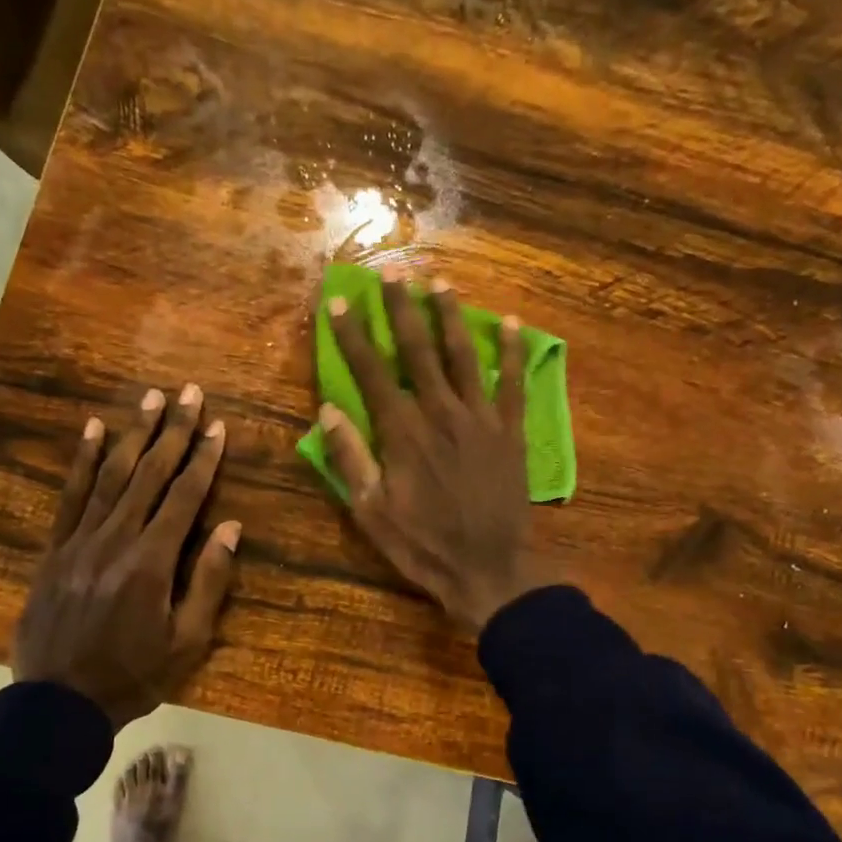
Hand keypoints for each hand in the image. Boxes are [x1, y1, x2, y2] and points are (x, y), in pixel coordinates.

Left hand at [12, 383, 240, 727]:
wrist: (57, 704)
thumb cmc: (134, 676)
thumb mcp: (187, 642)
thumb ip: (209, 582)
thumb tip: (230, 527)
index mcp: (152, 562)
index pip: (185, 497)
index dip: (203, 459)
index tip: (217, 425)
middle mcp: (116, 539)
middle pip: (150, 474)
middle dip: (173, 431)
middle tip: (188, 392)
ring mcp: (80, 541)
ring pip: (111, 476)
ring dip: (134, 434)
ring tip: (150, 399)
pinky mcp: (54, 549)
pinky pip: (70, 496)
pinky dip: (84, 461)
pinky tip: (94, 431)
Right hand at [317, 271, 546, 630]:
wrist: (488, 569)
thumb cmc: (422, 544)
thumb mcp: (371, 511)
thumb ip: (350, 458)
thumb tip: (328, 410)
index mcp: (402, 432)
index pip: (371, 372)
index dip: (354, 335)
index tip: (342, 301)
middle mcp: (441, 413)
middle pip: (418, 350)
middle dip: (402, 309)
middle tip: (394, 273)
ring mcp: (481, 419)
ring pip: (463, 355)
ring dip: (450, 316)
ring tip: (440, 282)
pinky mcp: (511, 431)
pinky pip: (513, 383)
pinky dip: (512, 352)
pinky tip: (510, 323)